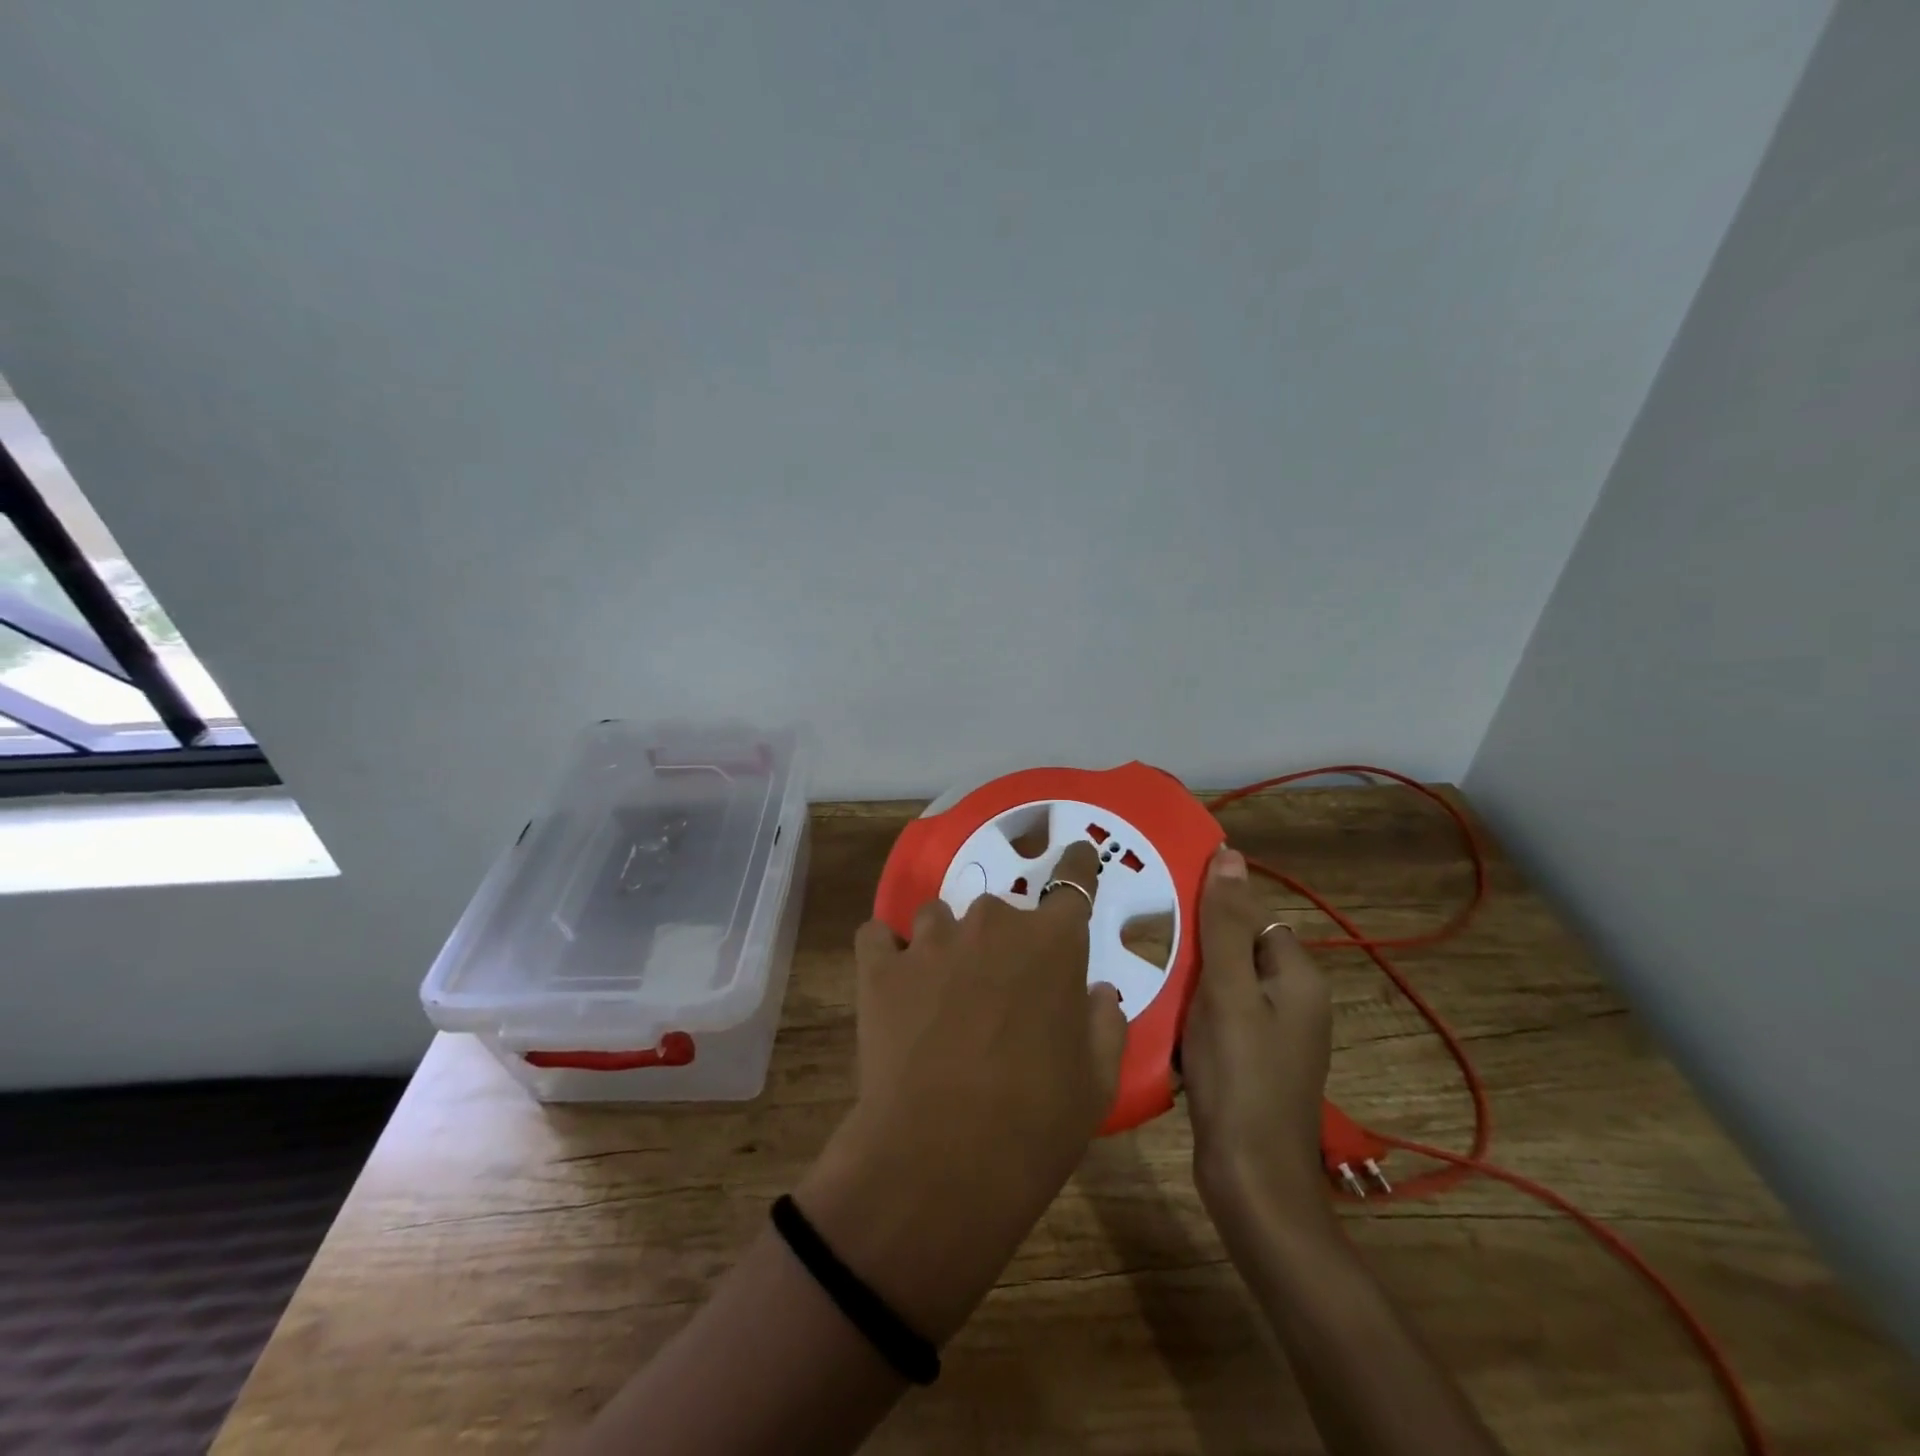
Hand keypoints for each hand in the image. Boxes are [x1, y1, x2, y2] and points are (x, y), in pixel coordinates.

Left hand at [797, 841, 1126, 1342]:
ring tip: (941, 991)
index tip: (1077, 854)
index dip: (1077, 866)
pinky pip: (879, 937)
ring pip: (938, 917)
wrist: (943, 1159)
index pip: (1074, 882)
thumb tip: (1097, 994)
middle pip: (1001, 910)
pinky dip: (887, 953)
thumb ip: (1104, 1024)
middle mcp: (992, 923)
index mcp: (1053, 942)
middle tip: (999, 991)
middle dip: (1003, 941)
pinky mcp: (880, 966)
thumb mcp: (1097, 1081)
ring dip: (945, 944)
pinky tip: (892, 983)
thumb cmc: (1036, 1121)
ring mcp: (931, 941)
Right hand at [1180, 846, 1337, 1253]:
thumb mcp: (1227, 990)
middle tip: (1146, 940)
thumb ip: (1224, 923)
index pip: (1253, 917)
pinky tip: (1157, 1016)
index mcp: (1298, 977)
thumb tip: (1230, 854)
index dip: (1212, 910)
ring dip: (1186, 979)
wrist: (1249, 1180)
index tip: (1164, 907)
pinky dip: (1189, 1012)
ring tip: (1143, 973)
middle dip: (1194, 946)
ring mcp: (1272, 1034)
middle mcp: (1293, 1000)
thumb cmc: (1240, 1076)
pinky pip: (1216, 1016)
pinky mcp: (1249, 1061)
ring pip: (1221, 984)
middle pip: (1236, 949)